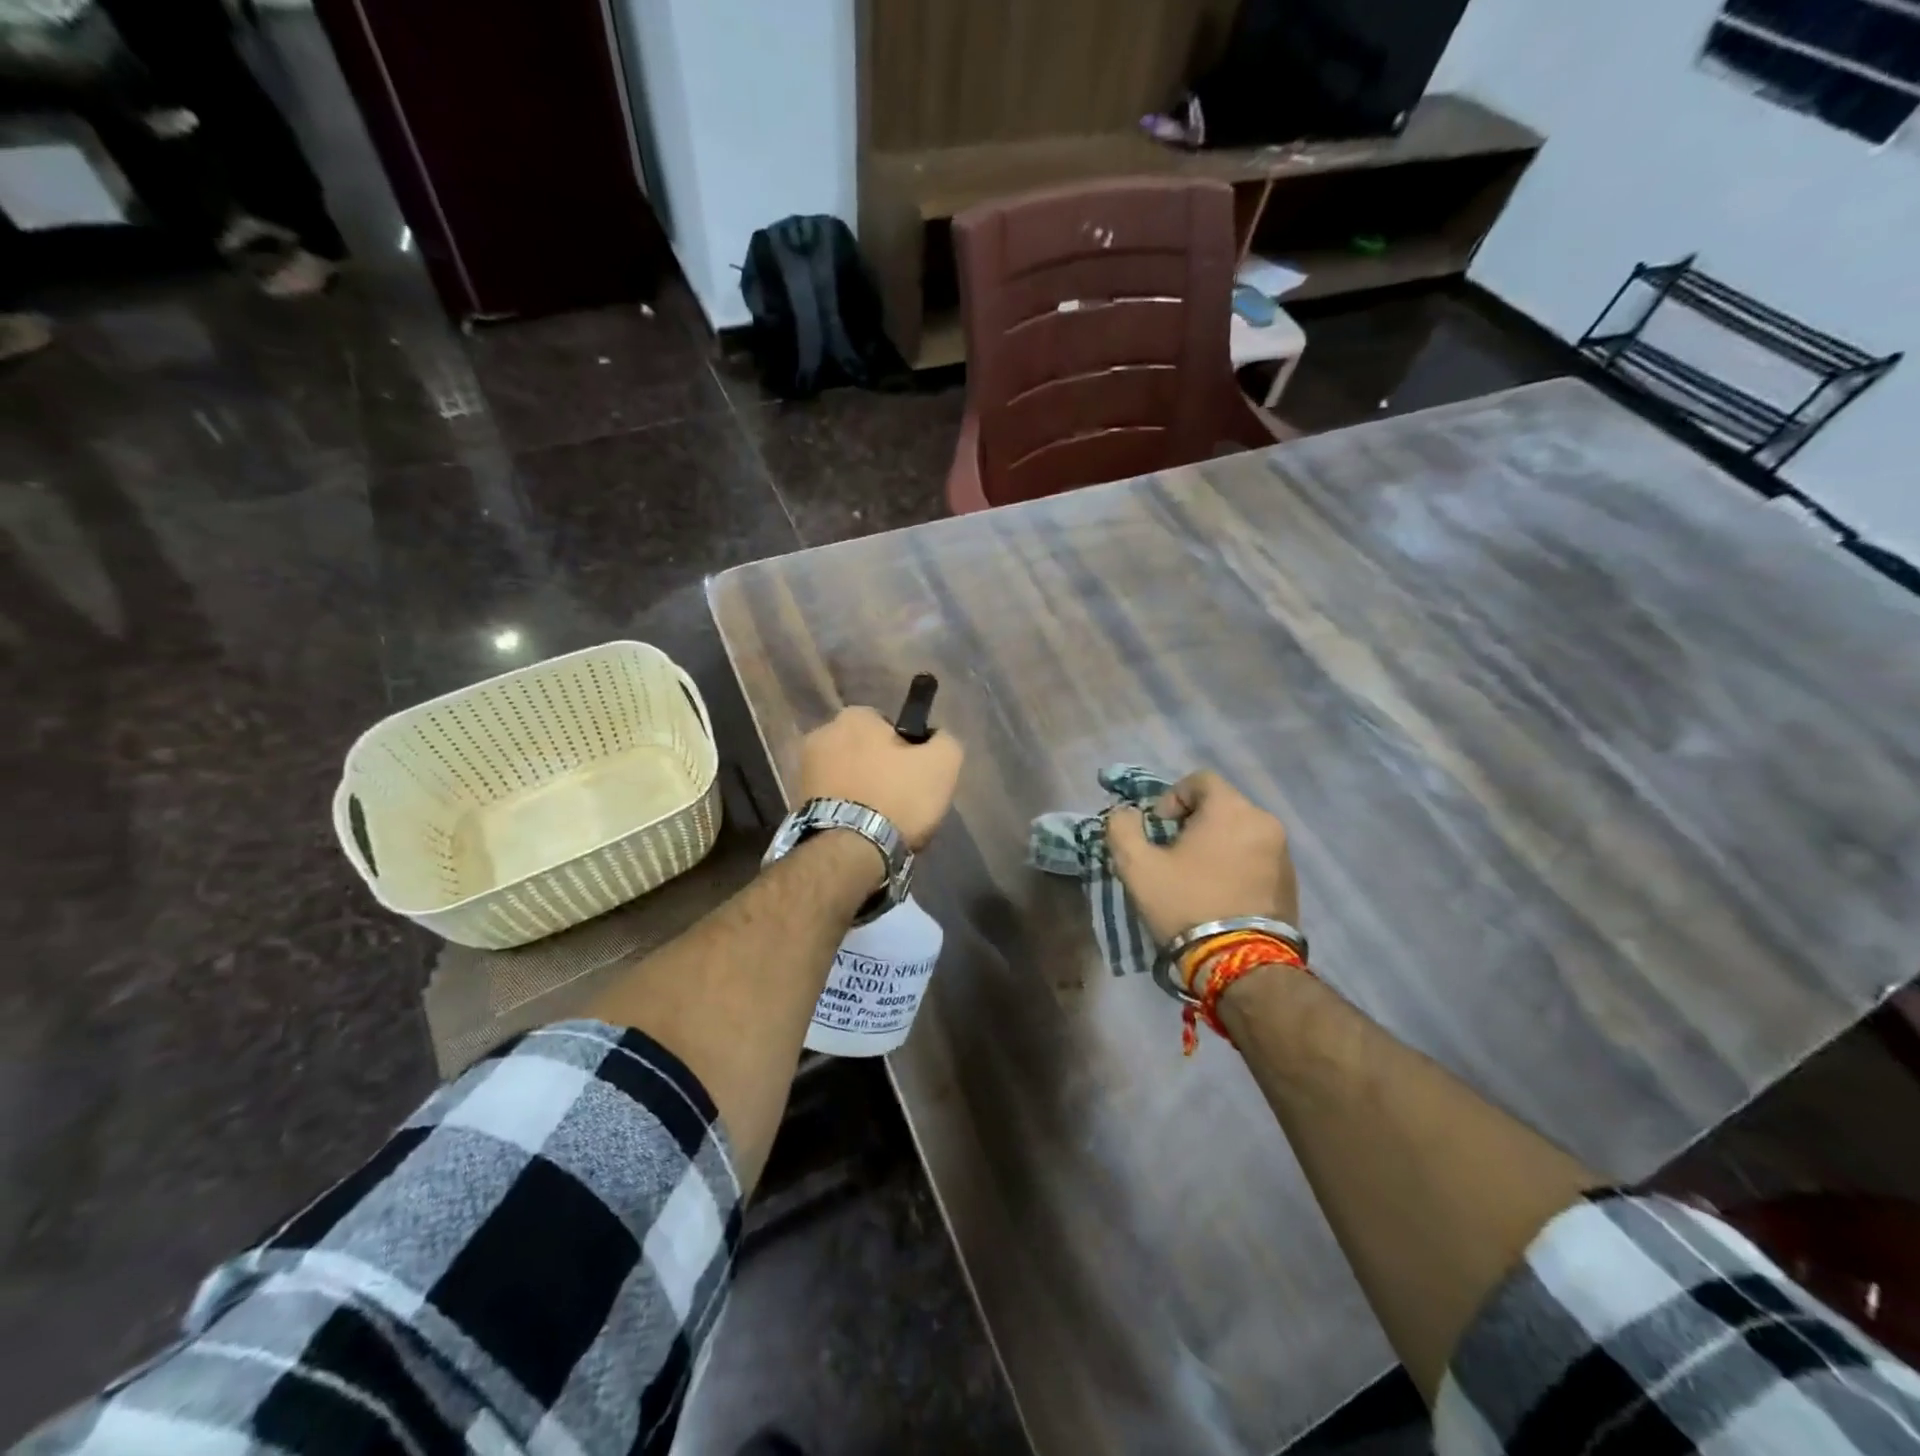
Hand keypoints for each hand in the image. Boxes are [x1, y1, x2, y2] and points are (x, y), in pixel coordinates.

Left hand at [798, 706, 964, 850]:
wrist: (851, 851)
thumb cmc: (898, 797)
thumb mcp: (943, 763)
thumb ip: (944, 740)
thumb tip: (935, 738)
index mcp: (854, 716)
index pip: (888, 725)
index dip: (907, 749)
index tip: (916, 774)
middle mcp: (821, 733)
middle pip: (864, 749)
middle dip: (880, 768)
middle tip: (901, 798)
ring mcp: (804, 769)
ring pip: (848, 775)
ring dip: (862, 790)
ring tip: (881, 820)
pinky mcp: (796, 802)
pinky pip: (833, 799)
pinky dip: (847, 810)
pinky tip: (862, 830)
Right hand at [1107, 770, 1298, 944]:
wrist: (1241, 964)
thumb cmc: (1187, 904)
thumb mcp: (1137, 866)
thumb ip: (1122, 828)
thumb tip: (1125, 814)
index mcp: (1231, 809)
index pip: (1200, 780)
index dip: (1172, 798)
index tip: (1159, 830)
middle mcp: (1264, 822)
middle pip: (1221, 806)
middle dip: (1193, 823)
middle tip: (1173, 854)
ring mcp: (1283, 853)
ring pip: (1240, 832)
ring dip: (1216, 844)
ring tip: (1196, 877)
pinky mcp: (1291, 882)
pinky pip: (1257, 857)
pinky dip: (1236, 864)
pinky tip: (1219, 894)